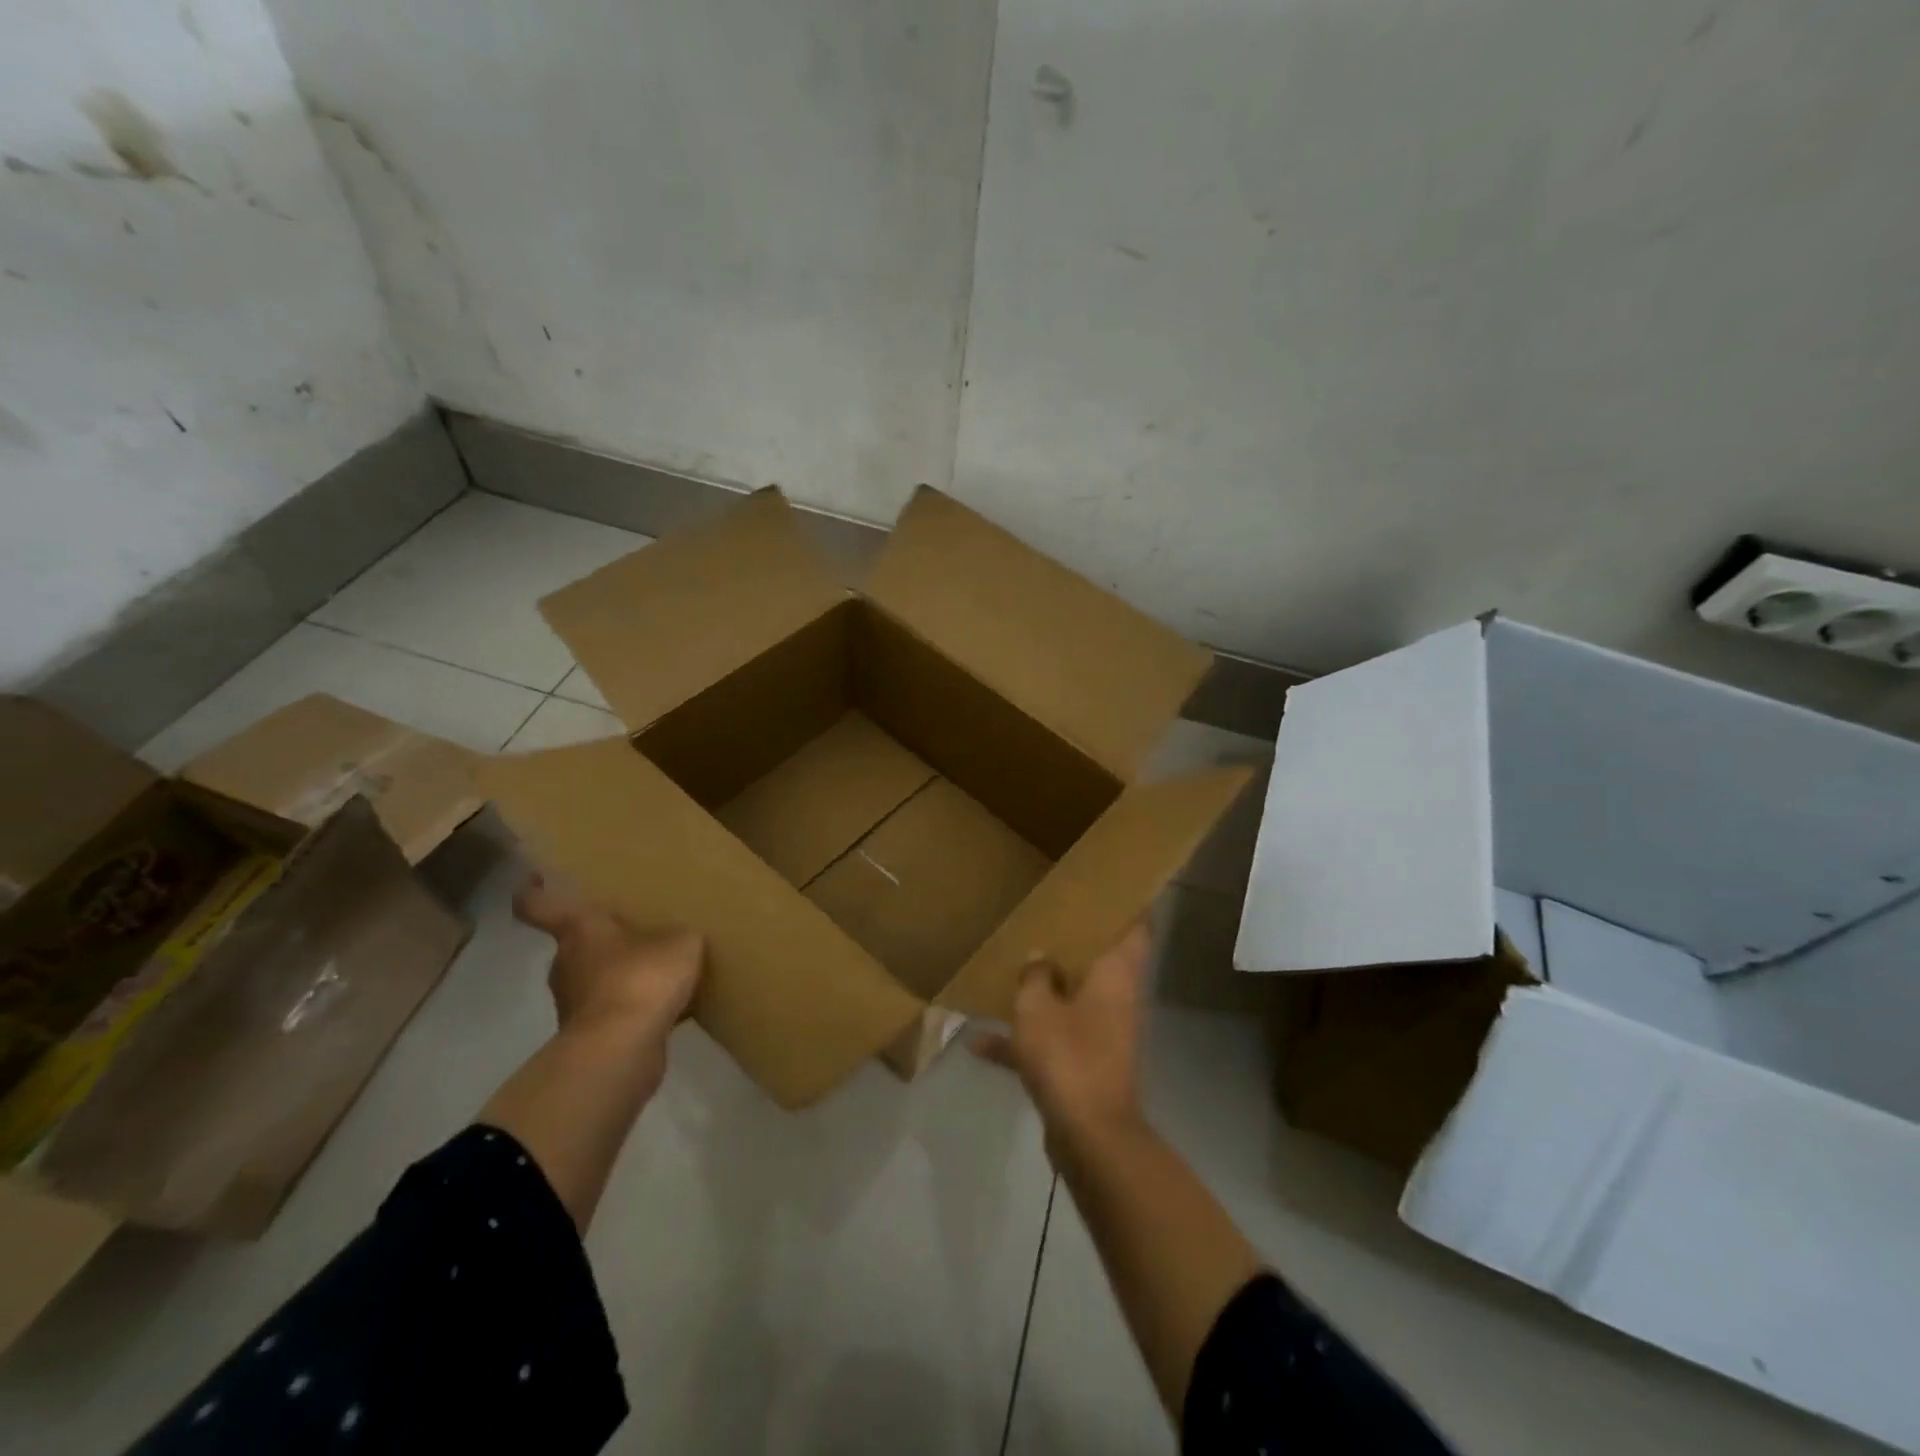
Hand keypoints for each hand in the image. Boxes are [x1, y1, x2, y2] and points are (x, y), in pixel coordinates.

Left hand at [513, 873, 703, 1052]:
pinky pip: (614, 1011)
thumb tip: (676, 939)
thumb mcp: (681, 942)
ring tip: (662, 971)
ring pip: (596, 978)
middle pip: (577, 943)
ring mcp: (573, 1003)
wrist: (621, 1050)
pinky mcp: (590, 1036)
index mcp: (580, 929)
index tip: (534, 878)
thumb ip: (678, 934)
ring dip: (622, 975)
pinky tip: (670, 1008)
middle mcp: (566, 962)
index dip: (533, 890)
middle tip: (639, 931)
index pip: (539, 905)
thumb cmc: (642, 978)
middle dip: (605, 939)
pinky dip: (635, 1009)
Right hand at [972, 922, 1150, 1151]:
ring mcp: (1103, 1033)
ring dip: (1045, 989)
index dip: (1127, 904)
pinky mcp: (1085, 1064)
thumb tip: (1039, 958)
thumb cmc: (1069, 1057)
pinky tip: (978, 1043)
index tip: (1106, 886)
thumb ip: (1035, 976)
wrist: (1090, 1137)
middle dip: (1076, 942)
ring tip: (1010, 970)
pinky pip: (1054, 1039)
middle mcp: (1116, 998)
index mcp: (1116, 974)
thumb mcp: (1037, 1009)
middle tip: (1048, 916)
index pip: (1136, 926)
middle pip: (1101, 960)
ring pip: (1074, 998)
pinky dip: (1025, 1040)